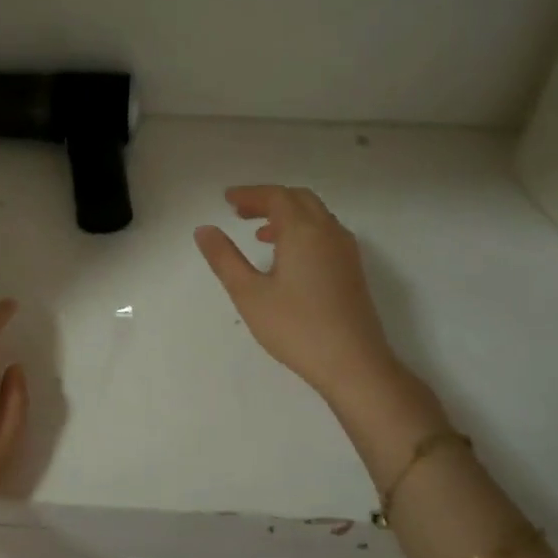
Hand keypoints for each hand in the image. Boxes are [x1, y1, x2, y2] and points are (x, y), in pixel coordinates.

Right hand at [195, 186, 422, 412]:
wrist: (353, 363)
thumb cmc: (296, 327)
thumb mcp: (249, 293)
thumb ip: (224, 258)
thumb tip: (204, 230)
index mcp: (303, 231)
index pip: (276, 197)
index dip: (250, 194)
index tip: (227, 199)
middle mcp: (329, 232)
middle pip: (299, 200)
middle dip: (269, 200)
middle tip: (240, 212)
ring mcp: (346, 251)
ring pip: (316, 216)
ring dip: (287, 216)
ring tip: (259, 234)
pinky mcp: (352, 270)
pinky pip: (325, 234)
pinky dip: (303, 231)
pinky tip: (288, 258)